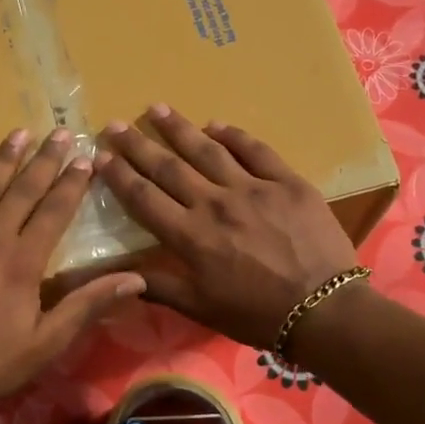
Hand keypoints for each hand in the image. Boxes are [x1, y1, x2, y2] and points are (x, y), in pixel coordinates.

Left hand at [0, 127, 145, 421]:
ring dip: (1, 161)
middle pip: (21, 191)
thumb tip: (136, 278)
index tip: (85, 158)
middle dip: (44, 160)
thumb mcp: (47, 342)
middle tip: (59, 132)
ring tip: (18, 134)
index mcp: (22, 261)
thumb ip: (88, 304)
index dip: (71, 183)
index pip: (54, 211)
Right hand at [93, 105, 358, 349]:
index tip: (101, 156)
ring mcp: (252, 189)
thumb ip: (158, 286)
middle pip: (168, 167)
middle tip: (116, 123)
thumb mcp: (200, 307)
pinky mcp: (286, 182)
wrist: (323, 309)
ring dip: (179, 128)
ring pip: (207, 150)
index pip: (144, 198)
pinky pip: (255, 150)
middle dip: (138, 144)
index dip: (119, 176)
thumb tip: (117, 275)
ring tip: (157, 109)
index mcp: (190, 236)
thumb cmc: (256, 314)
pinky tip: (216, 124)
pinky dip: (233, 135)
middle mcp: (214, 204)